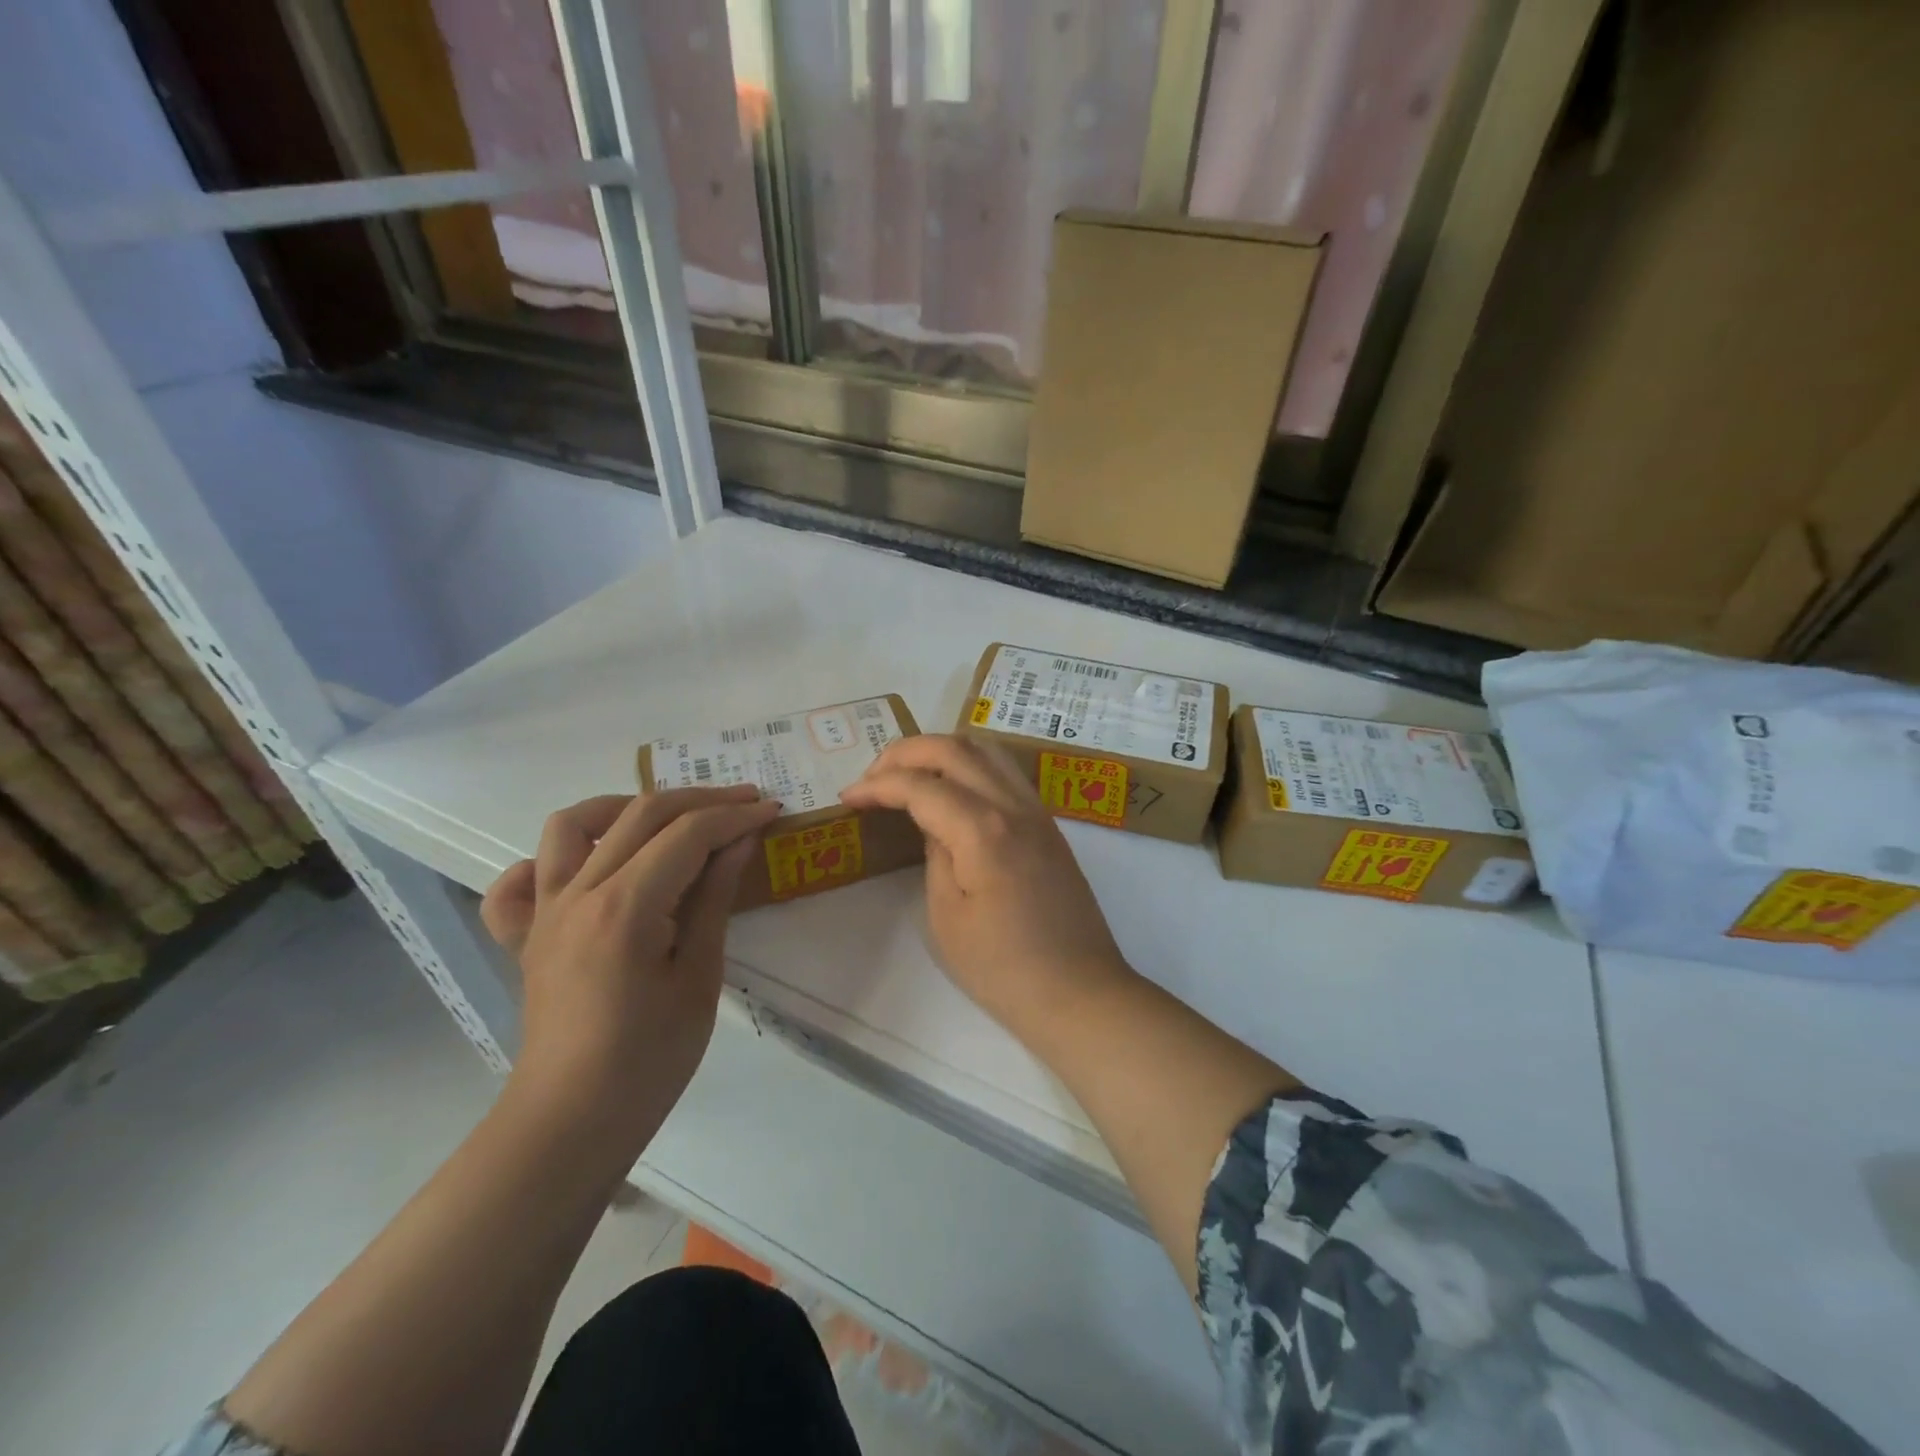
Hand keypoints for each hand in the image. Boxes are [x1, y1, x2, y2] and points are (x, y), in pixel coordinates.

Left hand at [480, 787, 780, 1143]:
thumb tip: (739, 841)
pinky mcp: (526, 935)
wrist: (573, 1120)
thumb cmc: (650, 1058)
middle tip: (744, 804)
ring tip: (664, 821)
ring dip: (622, 808)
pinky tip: (584, 870)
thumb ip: (714, 899)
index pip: (687, 834)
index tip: (771, 811)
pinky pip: (518, 882)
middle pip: (640, 815)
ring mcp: (544, 912)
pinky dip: (547, 862)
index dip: (735, 816)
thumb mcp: (700, 977)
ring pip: (571, 825)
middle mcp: (578, 894)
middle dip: (700, 800)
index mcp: (626, 908)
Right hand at [840, 734, 1130, 1029]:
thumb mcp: (947, 917)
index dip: (877, 785)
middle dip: (905, 752)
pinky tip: (951, 791)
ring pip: (986, 749)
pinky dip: (970, 765)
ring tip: (909, 775)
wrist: (1078, 992)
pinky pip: (1005, 772)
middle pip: (955, 748)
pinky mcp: (1048, 824)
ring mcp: (1038, 811)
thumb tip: (932, 823)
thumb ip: (934, 855)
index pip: (921, 785)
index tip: (848, 799)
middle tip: (872, 777)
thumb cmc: (1003, 968)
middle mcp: (1014, 805)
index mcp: (983, 830)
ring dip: (941, 751)